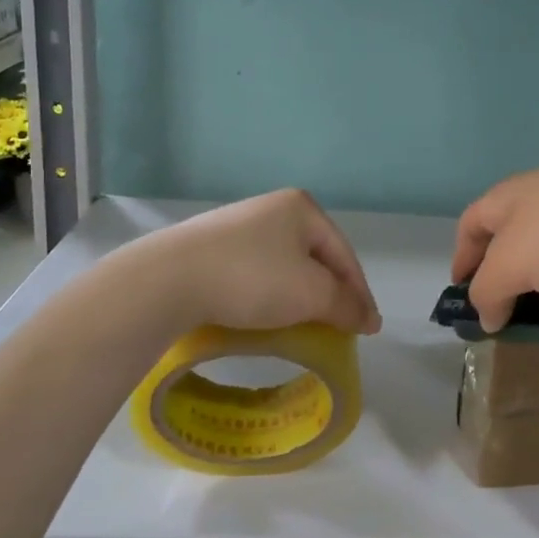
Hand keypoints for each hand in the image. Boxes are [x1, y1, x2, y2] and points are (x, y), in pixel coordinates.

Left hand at [145, 189, 382, 335]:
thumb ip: (346, 305)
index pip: (345, 254)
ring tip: (305, 324)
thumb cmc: (252, 278)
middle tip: (339, 326)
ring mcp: (238, 225)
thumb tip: (370, 319)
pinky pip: (256, 272)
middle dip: (330, 293)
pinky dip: (270, 294)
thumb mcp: (311, 293)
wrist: (168, 279)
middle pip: (316, 257)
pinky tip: (265, 313)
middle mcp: (272, 208)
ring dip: (300, 295)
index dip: (360, 293)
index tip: (369, 329)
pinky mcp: (211, 247)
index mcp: (302, 208)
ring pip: (285, 265)